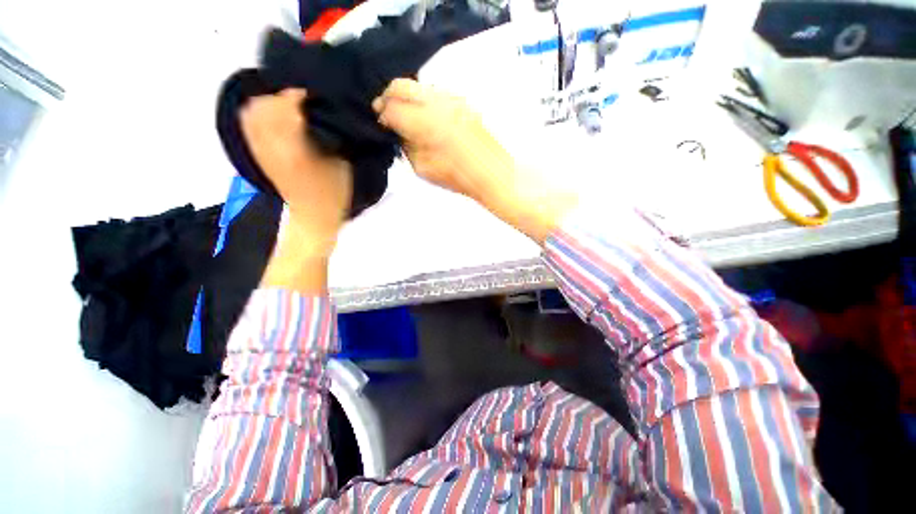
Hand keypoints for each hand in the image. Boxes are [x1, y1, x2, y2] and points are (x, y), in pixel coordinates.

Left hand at [240, 88, 352, 292]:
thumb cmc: (333, 198)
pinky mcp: (258, 158)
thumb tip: (329, 117)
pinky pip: (248, 130)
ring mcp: (261, 152)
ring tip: (285, 104)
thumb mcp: (343, 168)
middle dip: (280, 95)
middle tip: (300, 97)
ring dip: (266, 104)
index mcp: (296, 147)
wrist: (311, 222)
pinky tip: (270, 117)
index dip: (297, 92)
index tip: (312, 91)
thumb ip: (335, 140)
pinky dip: (256, 117)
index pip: (286, 106)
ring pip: (252, 115)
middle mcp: (272, 145)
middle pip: (264, 105)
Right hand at [372, 79, 502, 200]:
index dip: (382, 114)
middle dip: (388, 96)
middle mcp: (437, 102)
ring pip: (419, 86)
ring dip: (407, 97)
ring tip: (406, 115)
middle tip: (385, 111)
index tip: (381, 122)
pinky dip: (424, 101)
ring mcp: (452, 99)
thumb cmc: (458, 178)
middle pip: (401, 85)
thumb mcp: (423, 169)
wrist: (492, 172)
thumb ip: (407, 147)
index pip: (392, 107)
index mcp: (425, 123)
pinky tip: (426, 117)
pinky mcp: (462, 102)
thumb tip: (399, 132)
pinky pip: (435, 94)